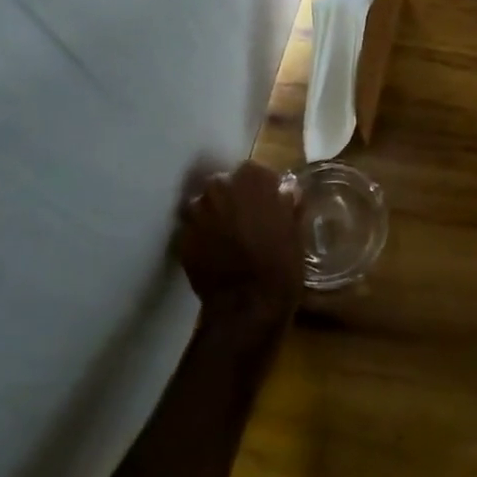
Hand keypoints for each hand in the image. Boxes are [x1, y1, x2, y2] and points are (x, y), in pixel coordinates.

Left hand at [179, 161, 303, 335]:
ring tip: (229, 239)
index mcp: (252, 179)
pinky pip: (194, 229)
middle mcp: (219, 187)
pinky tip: (216, 254)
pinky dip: (203, 237)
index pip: (255, 171)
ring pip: (206, 206)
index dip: (262, 188)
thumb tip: (285, 191)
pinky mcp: (181, 237)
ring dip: (216, 216)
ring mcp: (196, 212)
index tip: (270, 204)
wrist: (247, 306)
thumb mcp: (295, 230)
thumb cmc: (281, 264)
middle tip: (248, 221)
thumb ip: (286, 204)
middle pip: (225, 185)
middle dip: (234, 199)